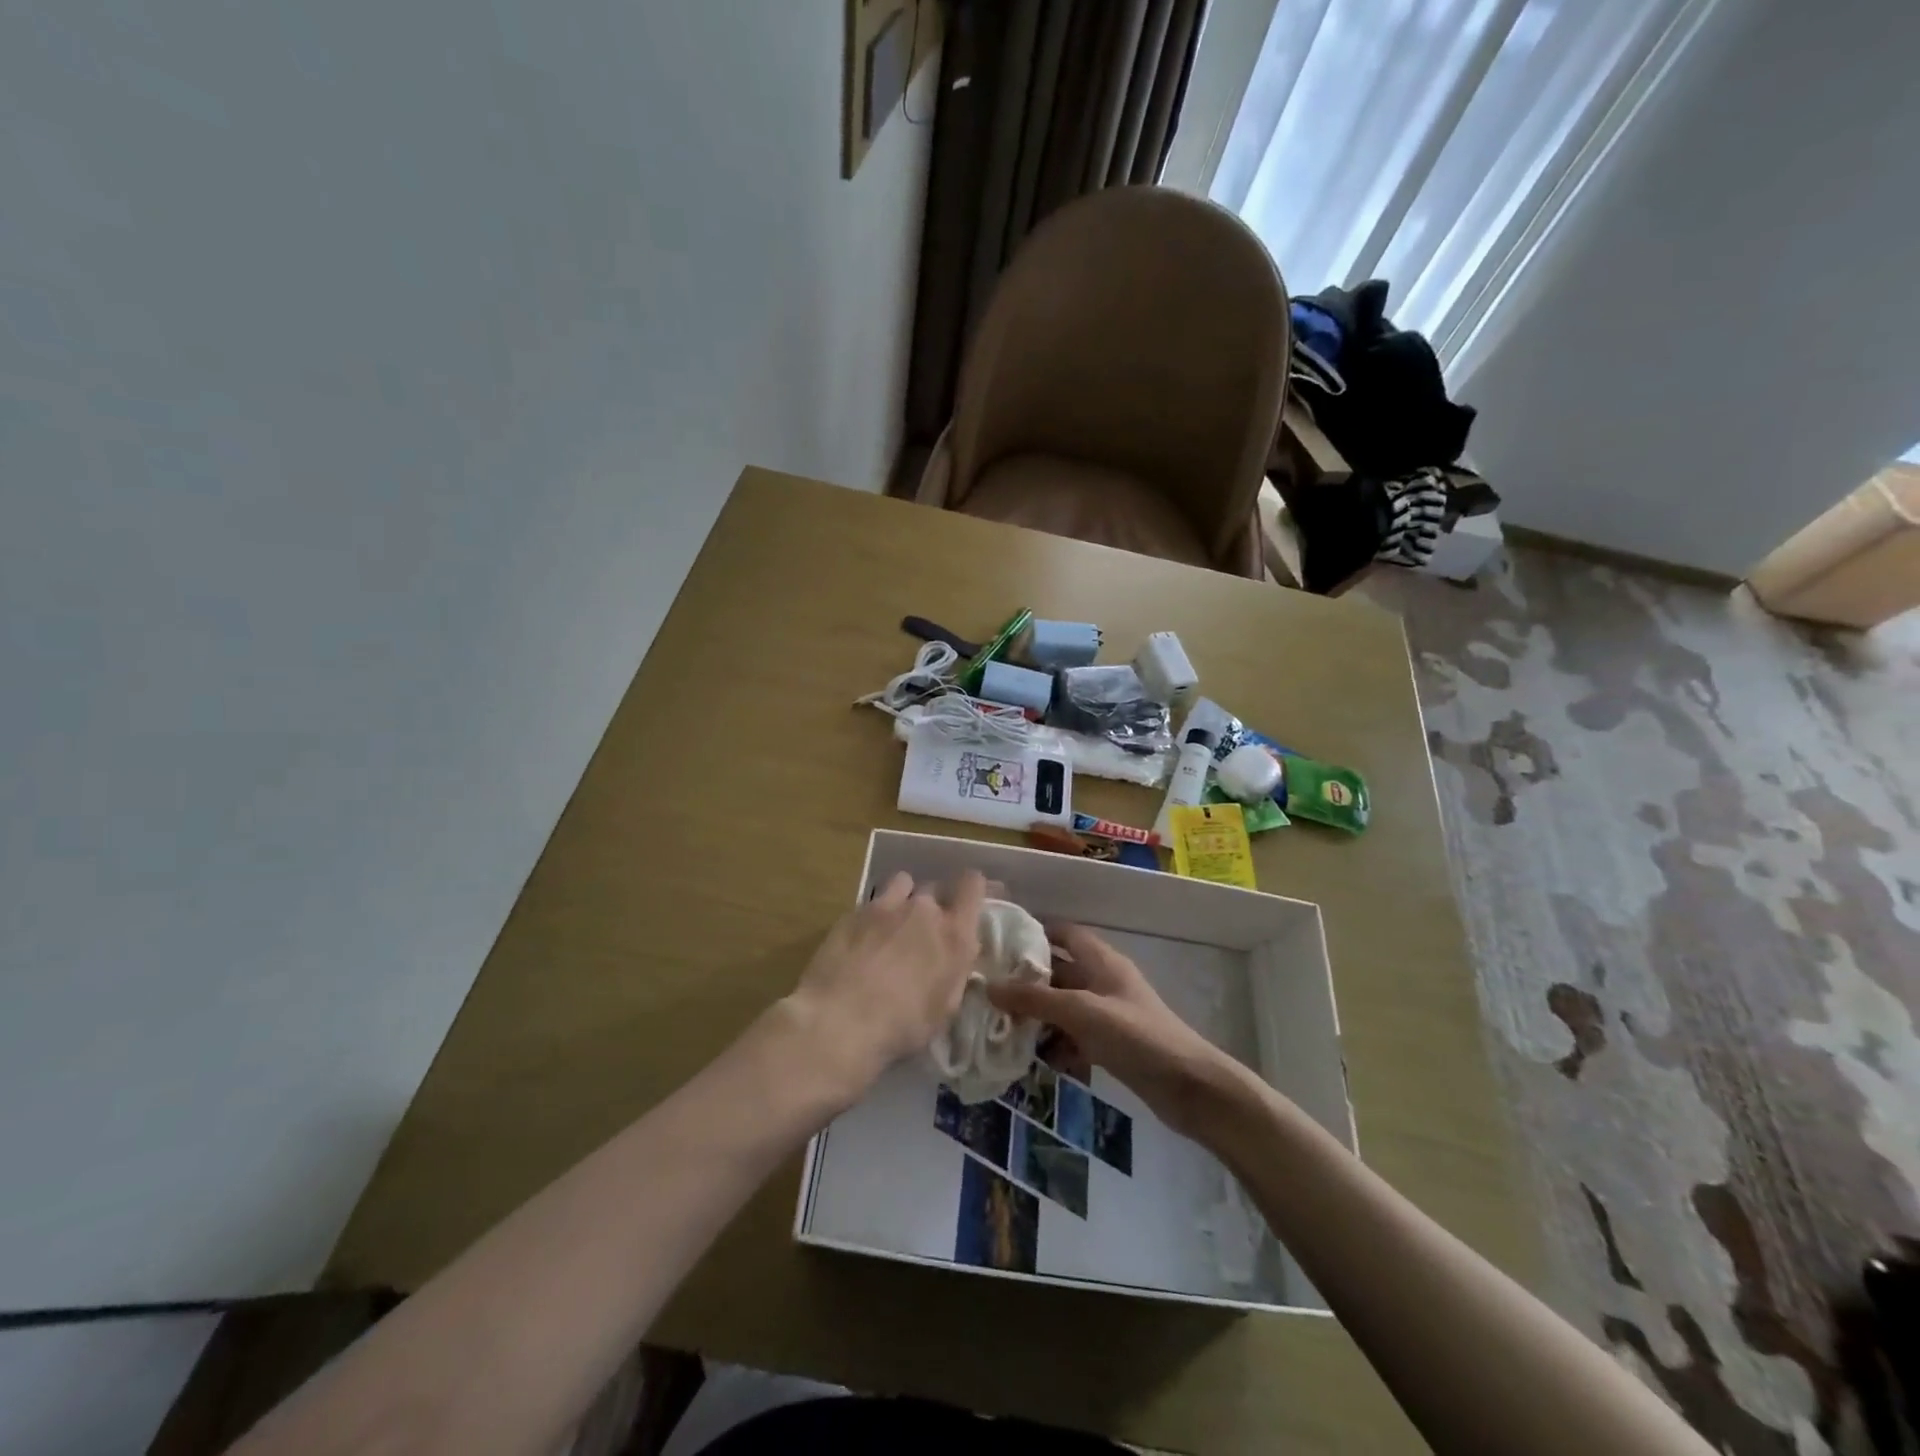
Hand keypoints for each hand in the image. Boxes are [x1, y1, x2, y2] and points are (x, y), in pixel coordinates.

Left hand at [785, 870, 985, 1099]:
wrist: (841, 1019)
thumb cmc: (902, 1025)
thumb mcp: (945, 1008)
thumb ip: (955, 972)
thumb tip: (954, 957)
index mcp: (955, 934)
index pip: (973, 885)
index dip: (972, 888)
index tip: (968, 901)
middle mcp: (924, 910)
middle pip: (936, 888)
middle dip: (935, 905)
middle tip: (925, 932)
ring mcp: (887, 905)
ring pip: (904, 883)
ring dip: (905, 899)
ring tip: (894, 925)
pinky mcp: (855, 911)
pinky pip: (874, 900)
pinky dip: (875, 913)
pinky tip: (864, 938)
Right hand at [989, 923, 1239, 1138]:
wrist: (1190, 1087)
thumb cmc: (1136, 1036)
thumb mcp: (1081, 1012)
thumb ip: (1035, 999)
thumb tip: (988, 986)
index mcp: (1101, 960)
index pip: (1064, 933)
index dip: (1034, 932)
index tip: (998, 940)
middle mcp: (1103, 981)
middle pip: (1059, 971)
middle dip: (1026, 980)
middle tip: (987, 988)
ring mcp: (1108, 1014)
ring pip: (1063, 1007)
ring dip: (1037, 1016)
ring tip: (999, 1026)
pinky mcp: (1111, 1045)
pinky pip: (1074, 1036)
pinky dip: (1056, 1045)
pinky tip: (1033, 1060)